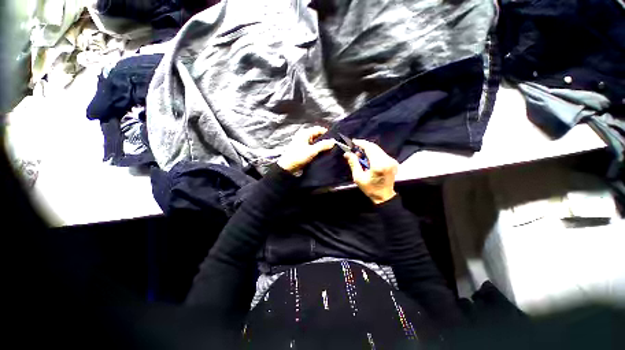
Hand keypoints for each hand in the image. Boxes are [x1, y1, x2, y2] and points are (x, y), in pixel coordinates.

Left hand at [277, 126, 334, 173]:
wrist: (287, 167)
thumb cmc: (297, 157)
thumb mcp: (312, 151)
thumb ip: (323, 145)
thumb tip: (333, 141)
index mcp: (305, 133)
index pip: (319, 129)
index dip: (327, 134)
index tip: (334, 140)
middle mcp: (303, 135)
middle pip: (317, 135)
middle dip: (324, 140)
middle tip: (332, 146)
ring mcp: (302, 141)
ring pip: (315, 141)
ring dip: (321, 145)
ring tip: (328, 151)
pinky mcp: (302, 148)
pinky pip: (312, 146)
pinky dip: (316, 149)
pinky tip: (321, 154)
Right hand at [344, 140, 397, 203]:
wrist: (384, 196)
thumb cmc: (370, 188)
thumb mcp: (358, 177)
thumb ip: (353, 163)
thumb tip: (347, 153)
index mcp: (379, 164)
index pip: (370, 148)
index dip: (361, 143)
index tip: (353, 142)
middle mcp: (387, 160)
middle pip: (374, 147)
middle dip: (363, 146)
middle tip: (354, 149)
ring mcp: (391, 160)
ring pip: (378, 149)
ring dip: (368, 150)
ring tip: (359, 155)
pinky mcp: (392, 162)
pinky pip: (381, 153)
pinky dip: (373, 153)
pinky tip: (367, 159)